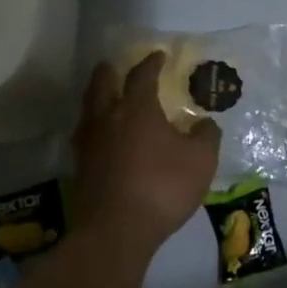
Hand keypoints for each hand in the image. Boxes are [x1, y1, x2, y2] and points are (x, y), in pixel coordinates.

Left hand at [72, 53, 219, 259]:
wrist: (116, 231)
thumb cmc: (163, 187)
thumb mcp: (201, 160)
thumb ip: (206, 136)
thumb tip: (204, 123)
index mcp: (137, 109)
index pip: (142, 76)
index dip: (151, 63)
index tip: (158, 56)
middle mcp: (108, 118)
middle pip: (102, 84)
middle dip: (110, 72)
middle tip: (116, 65)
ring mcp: (89, 144)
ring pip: (89, 109)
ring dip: (98, 98)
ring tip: (107, 98)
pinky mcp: (80, 168)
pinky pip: (87, 135)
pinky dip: (96, 127)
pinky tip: (105, 136)